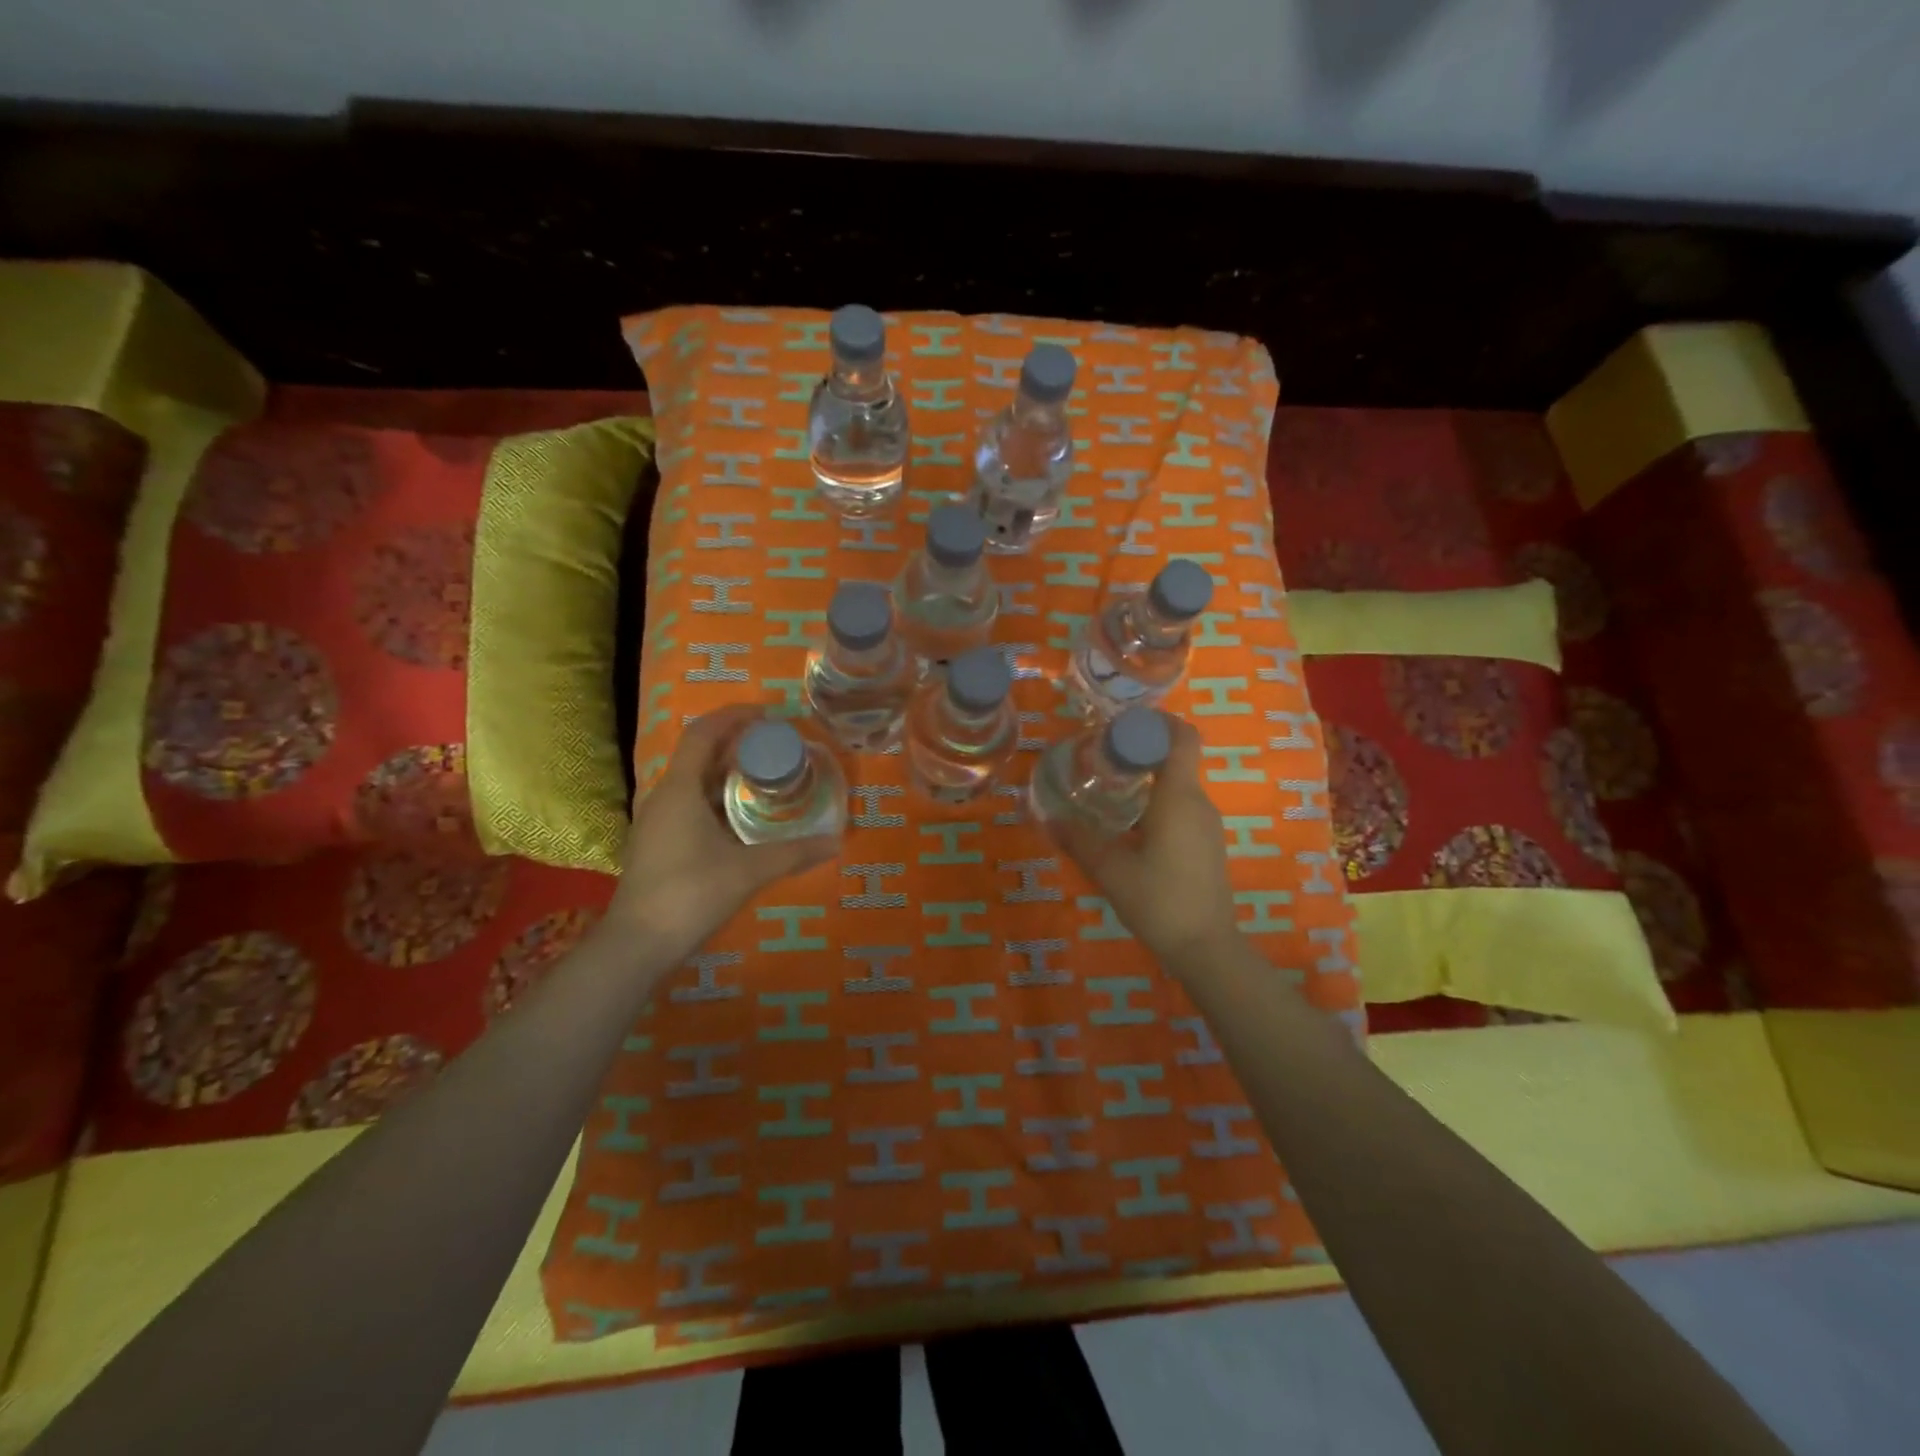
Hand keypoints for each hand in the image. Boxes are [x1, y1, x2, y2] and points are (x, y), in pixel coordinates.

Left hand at [609, 706, 839, 961]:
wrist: (638, 944)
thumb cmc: (690, 894)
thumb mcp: (748, 871)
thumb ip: (793, 853)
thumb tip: (836, 842)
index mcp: (680, 789)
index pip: (704, 734)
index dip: (734, 716)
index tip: (768, 714)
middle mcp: (663, 797)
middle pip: (699, 754)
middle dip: (736, 743)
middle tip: (775, 745)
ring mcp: (657, 821)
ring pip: (694, 781)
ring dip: (727, 772)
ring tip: (765, 775)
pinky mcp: (657, 843)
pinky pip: (690, 804)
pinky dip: (718, 797)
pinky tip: (742, 816)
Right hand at [1046, 718, 1238, 969]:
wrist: (1206, 948)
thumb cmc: (1159, 900)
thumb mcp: (1110, 869)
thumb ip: (1078, 839)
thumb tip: (1047, 817)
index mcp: (1179, 797)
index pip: (1182, 736)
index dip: (1155, 721)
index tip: (1120, 725)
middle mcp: (1198, 802)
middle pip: (1175, 757)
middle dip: (1139, 750)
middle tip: (1098, 757)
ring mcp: (1206, 825)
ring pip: (1176, 785)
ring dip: (1144, 778)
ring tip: (1105, 789)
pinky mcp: (1206, 845)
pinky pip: (1180, 807)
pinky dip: (1154, 802)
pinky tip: (1126, 825)